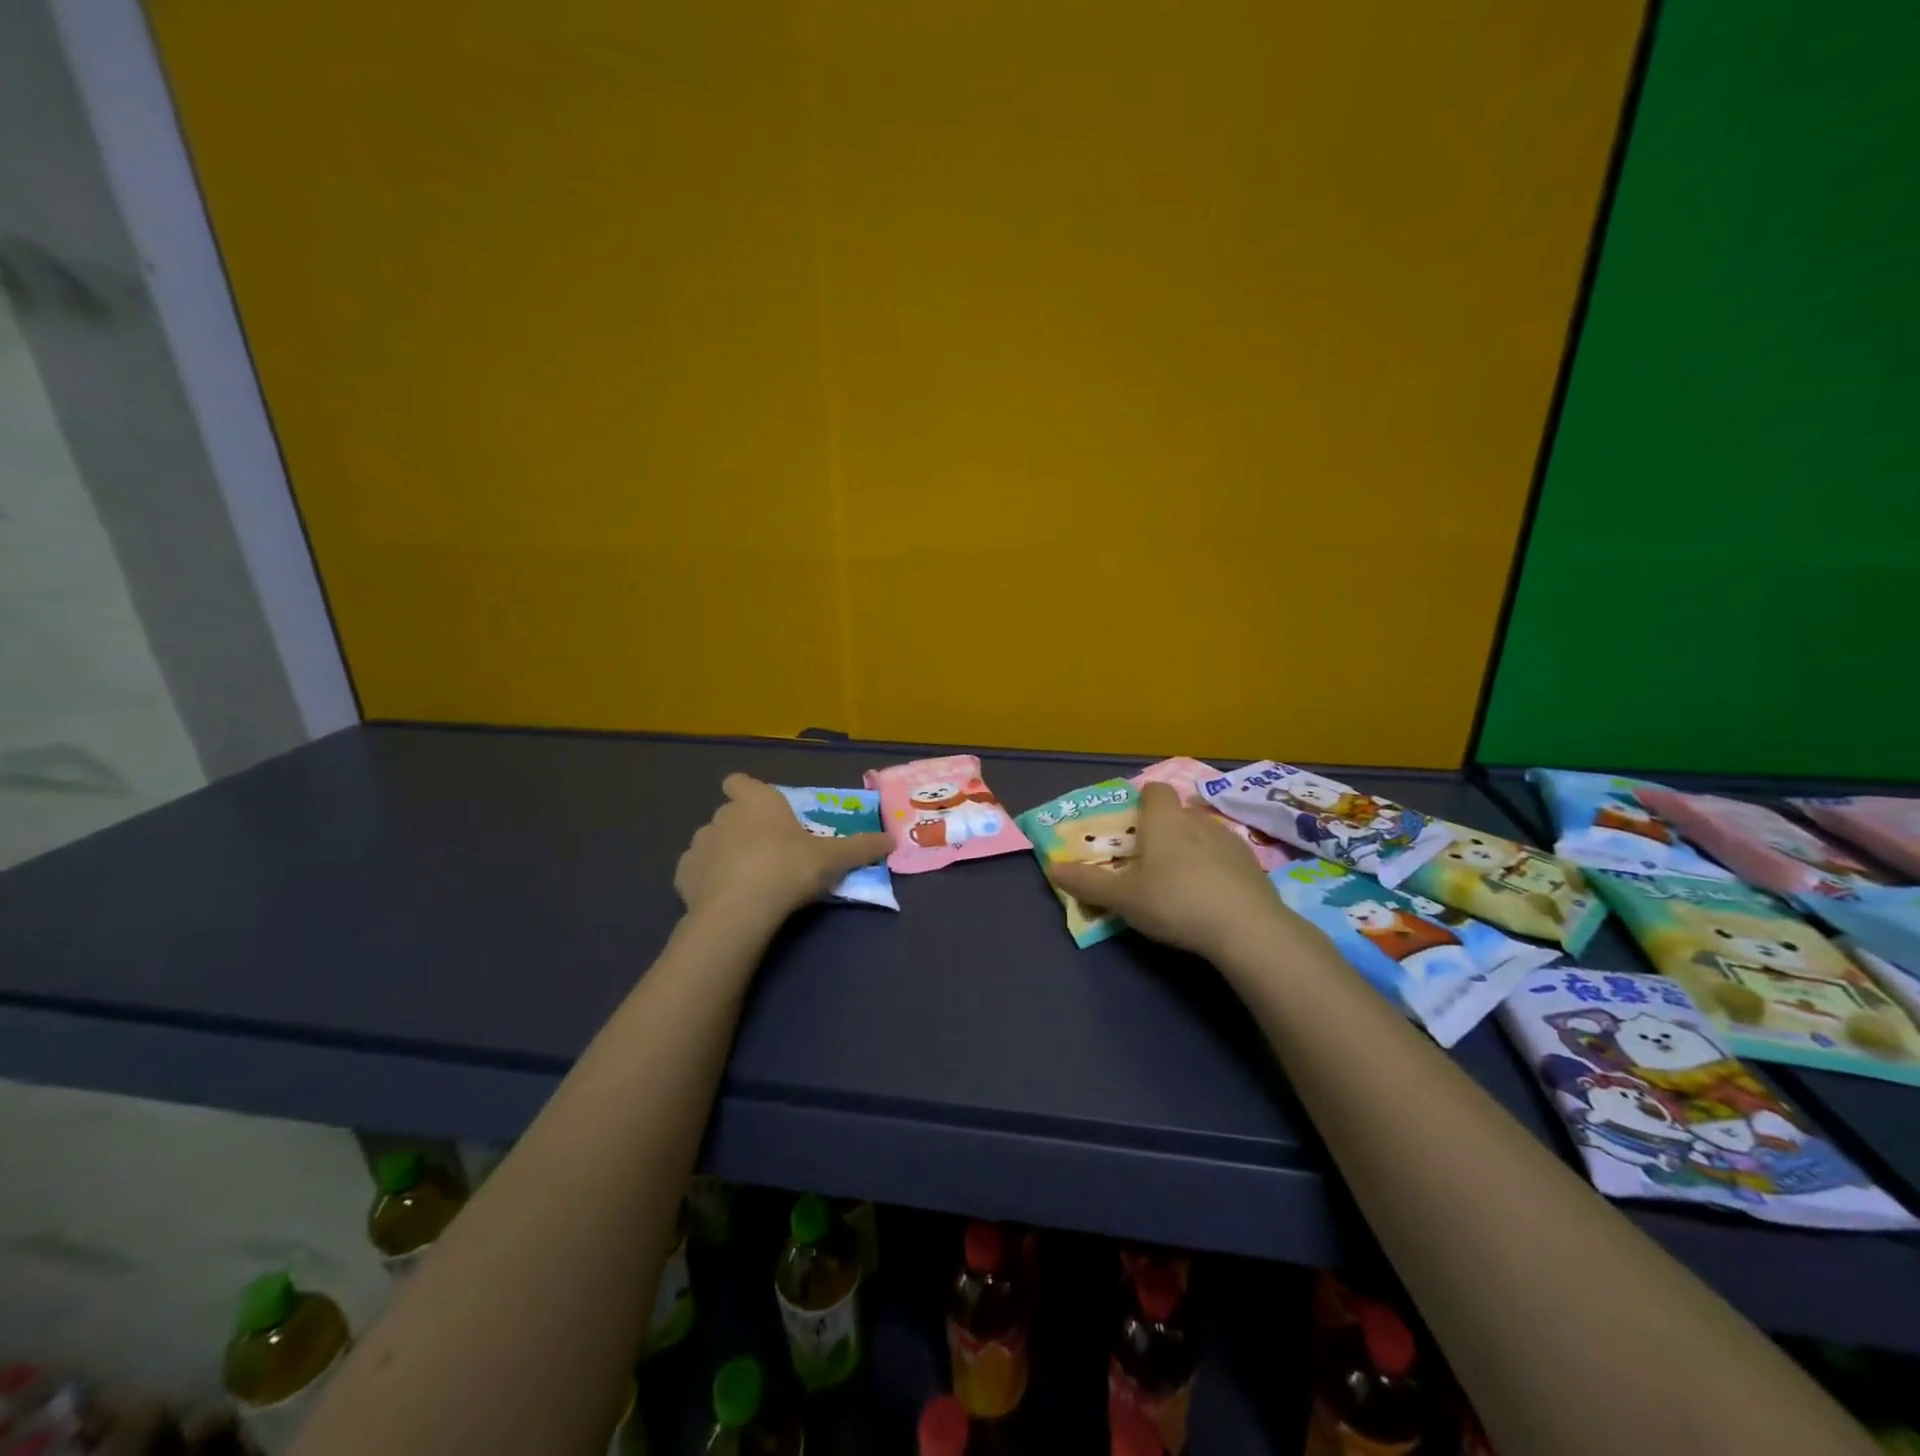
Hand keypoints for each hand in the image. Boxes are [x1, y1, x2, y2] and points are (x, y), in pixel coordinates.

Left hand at [675, 774, 892, 923]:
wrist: (741, 910)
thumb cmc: (789, 868)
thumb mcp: (834, 858)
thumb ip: (862, 847)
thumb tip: (893, 839)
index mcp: (757, 801)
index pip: (740, 781)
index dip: (748, 791)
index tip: (763, 809)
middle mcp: (723, 815)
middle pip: (730, 813)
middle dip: (743, 828)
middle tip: (769, 852)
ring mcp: (699, 844)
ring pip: (711, 842)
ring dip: (724, 854)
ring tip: (746, 879)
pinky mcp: (682, 875)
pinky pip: (696, 871)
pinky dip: (707, 880)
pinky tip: (725, 898)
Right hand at [1048, 782, 1300, 962]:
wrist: (1246, 927)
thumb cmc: (1174, 902)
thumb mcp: (1122, 898)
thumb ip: (1087, 882)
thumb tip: (1052, 868)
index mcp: (1163, 820)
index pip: (1154, 790)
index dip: (1143, 801)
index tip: (1133, 824)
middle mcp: (1196, 820)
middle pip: (1178, 812)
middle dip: (1164, 828)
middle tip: (1149, 859)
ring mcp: (1229, 840)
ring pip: (1203, 832)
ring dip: (1191, 847)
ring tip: (1180, 879)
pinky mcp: (1252, 864)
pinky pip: (1226, 856)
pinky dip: (1215, 867)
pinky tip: (1210, 895)